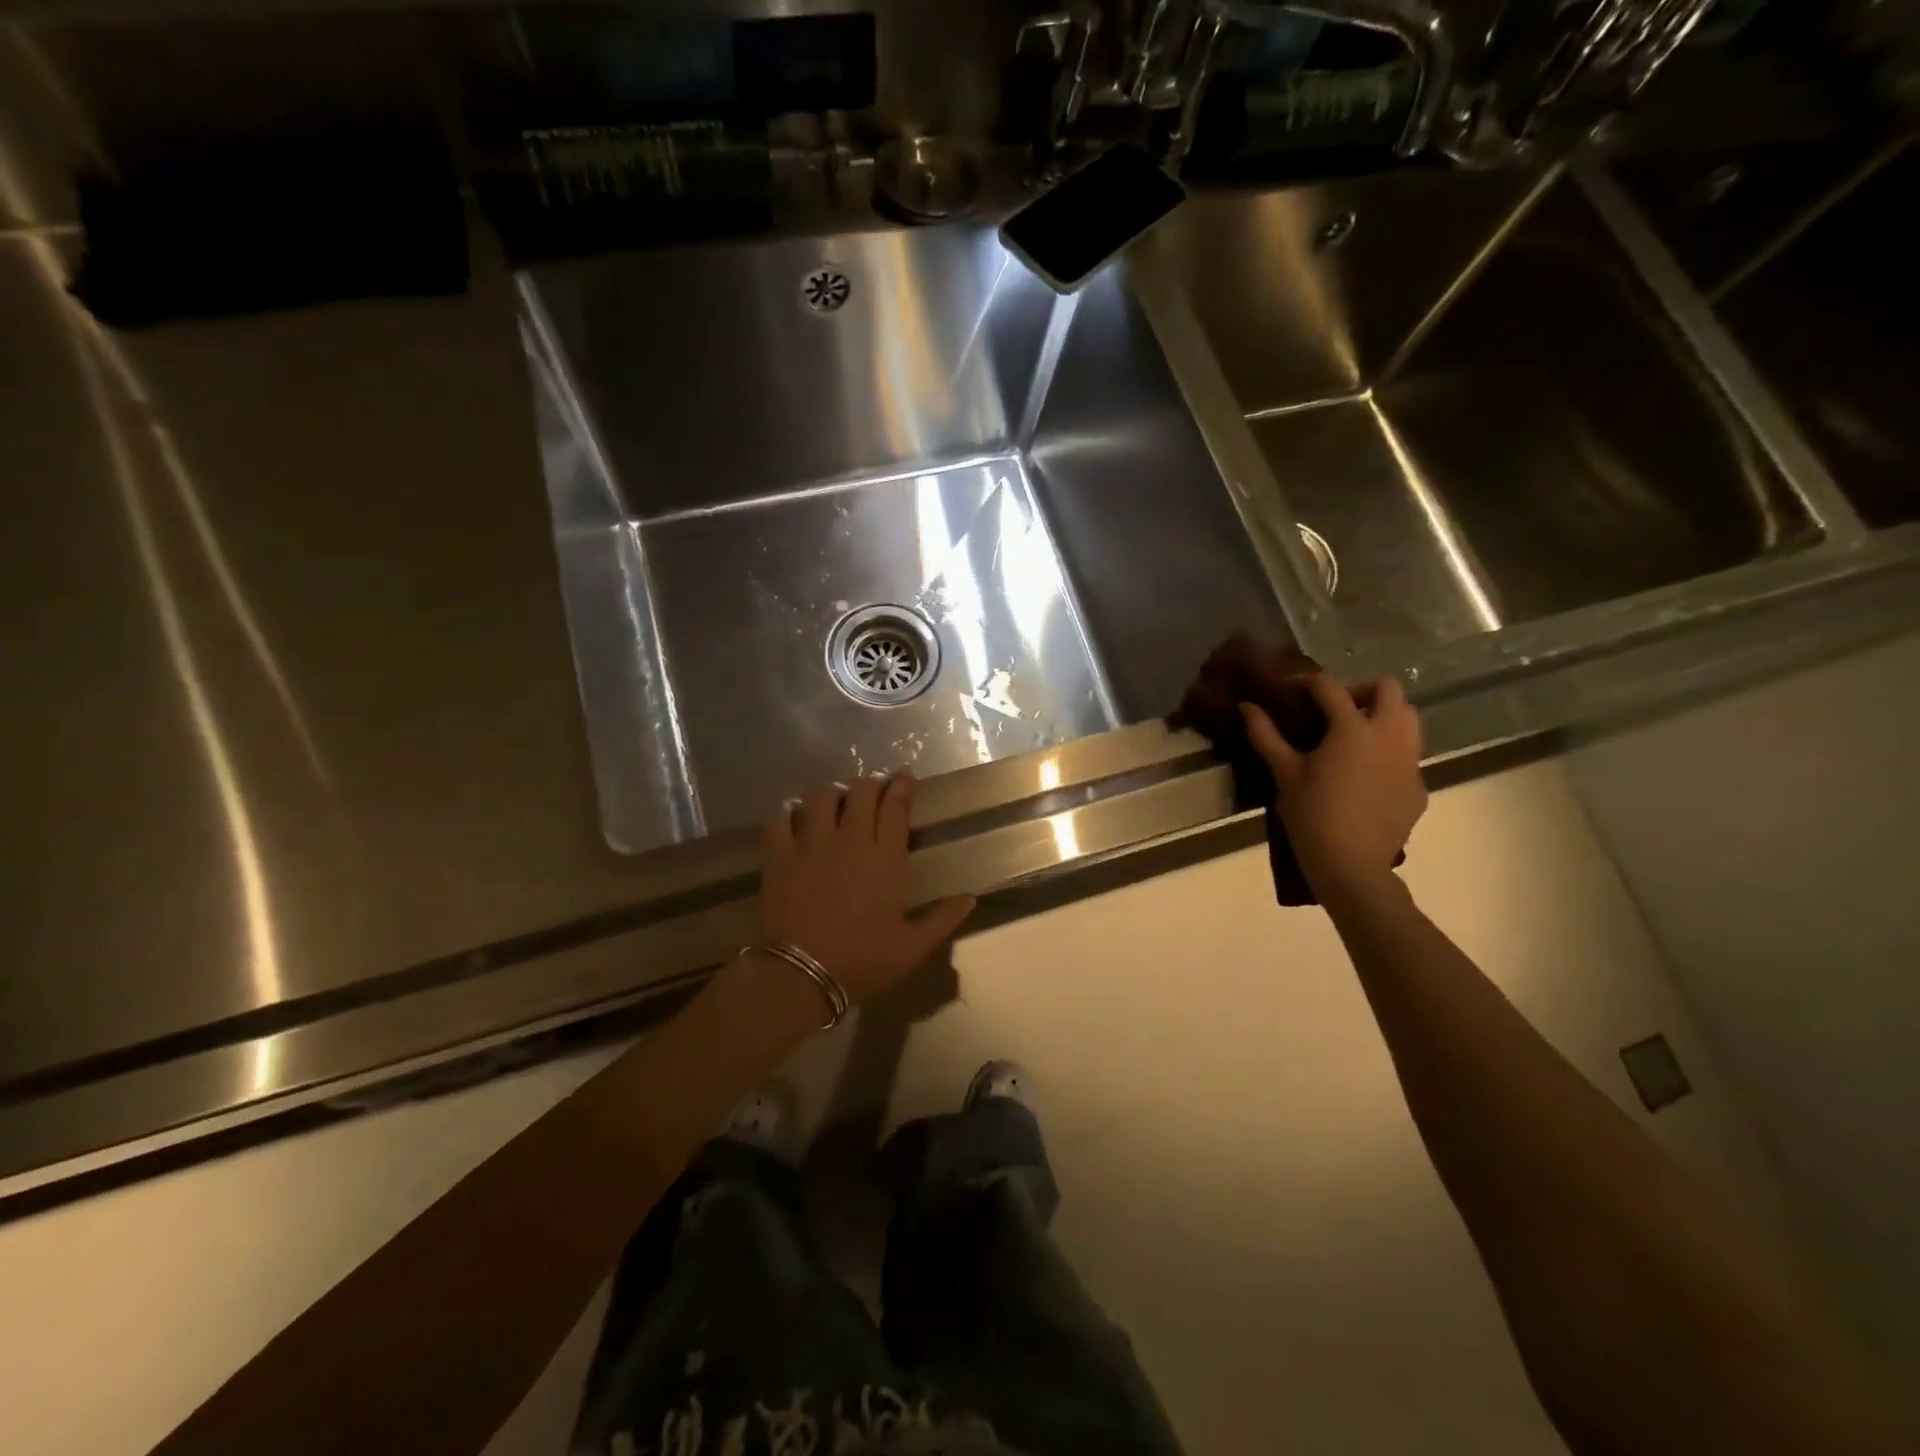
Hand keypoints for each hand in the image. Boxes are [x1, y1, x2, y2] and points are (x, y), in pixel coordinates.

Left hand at [758, 775, 975, 1004]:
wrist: (800, 975)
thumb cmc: (861, 961)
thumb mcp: (911, 948)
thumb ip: (942, 919)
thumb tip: (970, 898)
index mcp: (886, 857)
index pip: (896, 805)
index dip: (902, 786)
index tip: (905, 779)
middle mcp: (850, 840)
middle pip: (861, 792)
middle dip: (871, 783)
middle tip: (875, 789)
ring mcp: (811, 844)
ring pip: (822, 797)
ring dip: (833, 793)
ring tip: (837, 800)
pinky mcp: (779, 855)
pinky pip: (781, 818)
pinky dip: (788, 813)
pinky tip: (793, 817)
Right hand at [1241, 675, 1425, 901]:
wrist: (1352, 866)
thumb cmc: (1312, 815)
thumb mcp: (1284, 774)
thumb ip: (1266, 735)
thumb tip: (1247, 706)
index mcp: (1353, 728)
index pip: (1330, 688)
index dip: (1306, 682)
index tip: (1289, 689)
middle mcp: (1389, 736)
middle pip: (1389, 690)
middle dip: (1361, 691)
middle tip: (1334, 711)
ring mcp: (1411, 762)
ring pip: (1409, 720)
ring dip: (1384, 717)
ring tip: (1355, 738)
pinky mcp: (1419, 786)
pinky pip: (1409, 756)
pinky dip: (1389, 753)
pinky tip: (1366, 776)